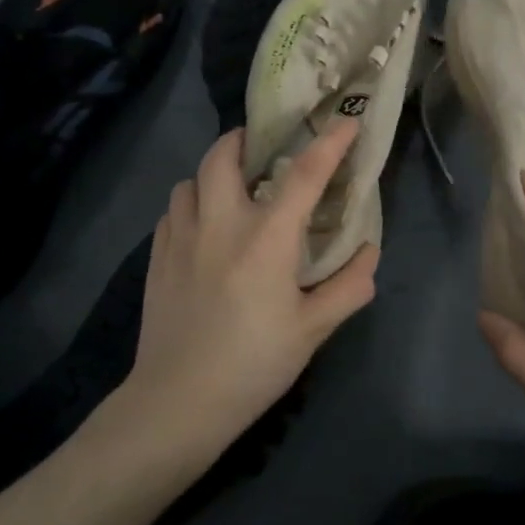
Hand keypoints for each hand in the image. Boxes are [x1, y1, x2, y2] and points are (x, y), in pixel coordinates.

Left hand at [118, 120, 377, 464]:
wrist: (177, 403)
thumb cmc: (253, 364)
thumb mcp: (313, 331)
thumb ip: (348, 287)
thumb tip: (368, 252)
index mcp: (266, 239)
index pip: (304, 175)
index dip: (330, 142)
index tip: (347, 121)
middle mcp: (220, 224)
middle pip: (223, 156)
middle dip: (244, 139)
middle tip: (263, 148)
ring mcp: (181, 238)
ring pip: (190, 180)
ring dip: (213, 174)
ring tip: (232, 190)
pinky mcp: (156, 258)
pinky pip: (173, 210)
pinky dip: (192, 203)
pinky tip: (204, 227)